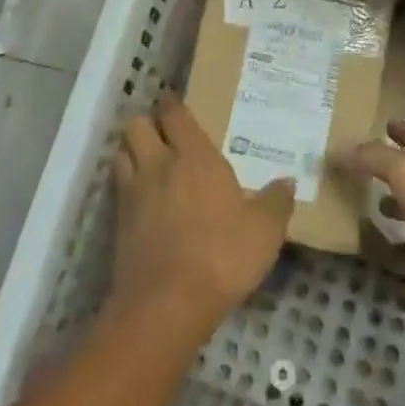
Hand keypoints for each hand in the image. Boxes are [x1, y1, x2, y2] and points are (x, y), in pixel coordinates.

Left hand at [107, 94, 294, 341]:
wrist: (167, 305)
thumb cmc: (221, 257)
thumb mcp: (264, 232)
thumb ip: (276, 202)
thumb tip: (288, 181)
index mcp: (195, 157)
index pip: (175, 114)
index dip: (172, 104)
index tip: (175, 101)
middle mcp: (159, 165)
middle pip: (137, 125)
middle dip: (146, 122)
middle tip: (162, 132)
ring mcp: (134, 193)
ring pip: (121, 152)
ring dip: (131, 150)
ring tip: (147, 159)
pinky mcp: (118, 223)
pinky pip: (117, 188)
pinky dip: (125, 184)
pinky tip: (140, 197)